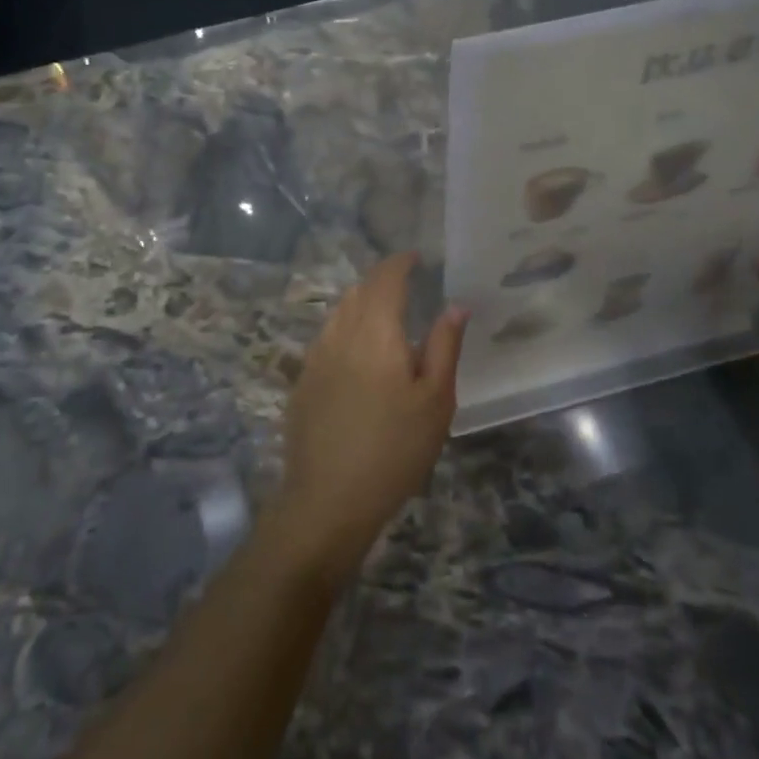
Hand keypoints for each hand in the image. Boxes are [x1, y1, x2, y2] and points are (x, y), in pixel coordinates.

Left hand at [265, 254, 467, 589]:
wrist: (328, 501)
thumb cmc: (395, 450)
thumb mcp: (435, 400)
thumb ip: (445, 346)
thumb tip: (455, 305)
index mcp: (376, 331)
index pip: (385, 278)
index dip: (400, 262)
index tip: (417, 257)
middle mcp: (340, 333)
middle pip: (359, 290)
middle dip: (382, 280)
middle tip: (407, 285)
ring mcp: (315, 357)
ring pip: (339, 312)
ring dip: (362, 303)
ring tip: (385, 315)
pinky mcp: (302, 381)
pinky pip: (327, 337)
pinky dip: (346, 328)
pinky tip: (359, 353)